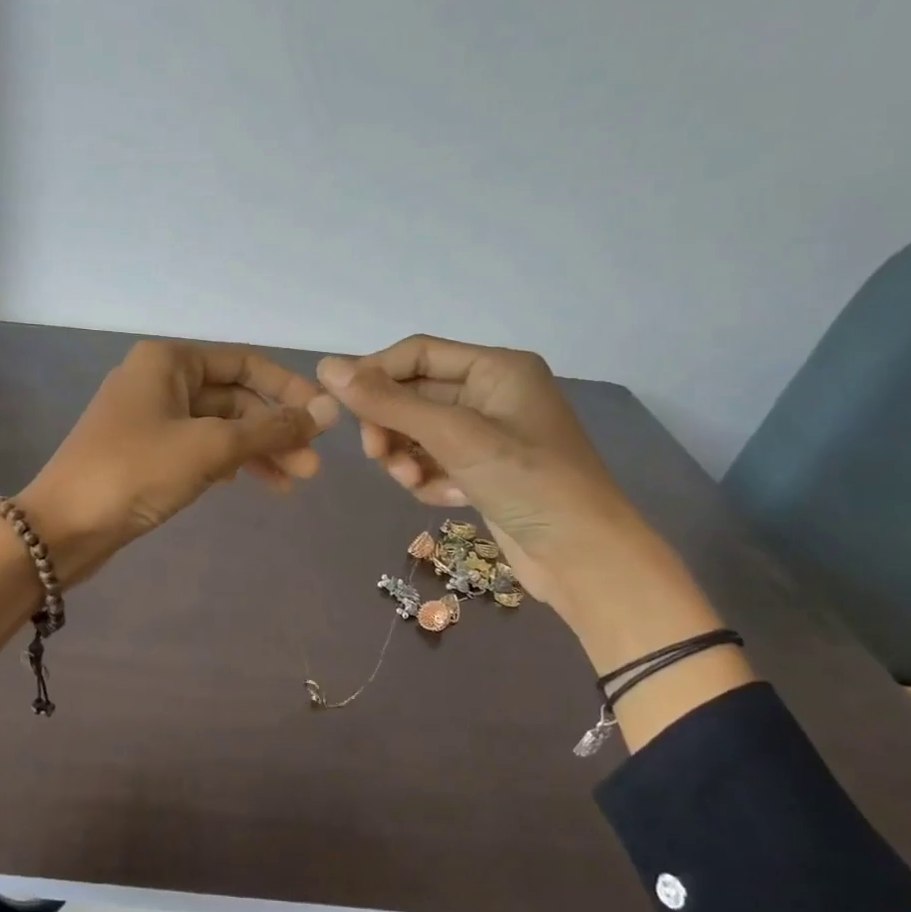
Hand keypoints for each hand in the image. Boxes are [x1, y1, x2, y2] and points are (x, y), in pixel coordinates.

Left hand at [19, 340, 338, 586]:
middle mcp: (159, 380)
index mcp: (169, 361)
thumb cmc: (136, 472)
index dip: (288, 389)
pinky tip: (249, 483)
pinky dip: (227, 463)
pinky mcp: (144, 453)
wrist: (63, 527)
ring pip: (218, 427)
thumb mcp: (210, 447)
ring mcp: (149, 418)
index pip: (244, 363)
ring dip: (256, 451)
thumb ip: (270, 429)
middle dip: (274, 430)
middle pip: (233, 397)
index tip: (324, 420)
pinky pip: (198, 448)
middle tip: (311, 468)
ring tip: (293, 483)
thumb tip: (327, 411)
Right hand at [318, 335, 752, 746]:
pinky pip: (433, 463)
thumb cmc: (527, 482)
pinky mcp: (482, 471)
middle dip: (391, 427)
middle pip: (413, 396)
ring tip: (416, 482)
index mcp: (495, 369)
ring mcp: (487, 436)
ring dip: (406, 458)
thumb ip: (388, 402)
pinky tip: (445, 498)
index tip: (340, 407)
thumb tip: (326, 367)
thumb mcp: (454, 435)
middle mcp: (491, 394)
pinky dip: (428, 479)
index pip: (416, 354)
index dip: (375, 375)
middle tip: (377, 456)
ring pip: (417, 434)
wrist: (583, 557)